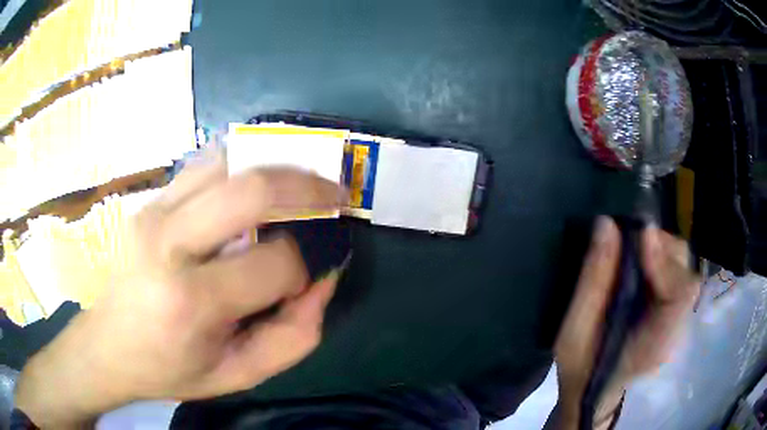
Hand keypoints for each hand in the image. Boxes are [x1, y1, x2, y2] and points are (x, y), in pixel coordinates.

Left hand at [15, 153, 345, 427]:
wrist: (107, 345)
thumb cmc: (170, 368)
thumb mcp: (238, 375)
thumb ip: (293, 337)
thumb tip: (323, 280)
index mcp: (190, 302)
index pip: (274, 264)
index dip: (303, 270)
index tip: (303, 282)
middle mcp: (168, 244)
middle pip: (251, 189)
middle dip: (306, 189)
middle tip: (334, 195)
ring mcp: (154, 212)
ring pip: (228, 162)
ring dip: (276, 167)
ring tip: (301, 184)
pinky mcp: (149, 201)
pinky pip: (204, 163)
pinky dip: (241, 162)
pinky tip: (255, 180)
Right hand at [552, 217, 699, 427]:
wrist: (594, 391)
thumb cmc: (581, 368)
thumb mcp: (574, 332)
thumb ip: (593, 281)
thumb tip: (606, 224)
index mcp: (653, 345)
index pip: (680, 296)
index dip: (665, 261)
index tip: (641, 235)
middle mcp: (675, 330)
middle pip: (685, 274)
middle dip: (661, 247)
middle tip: (629, 237)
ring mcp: (678, 321)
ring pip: (683, 269)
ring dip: (661, 249)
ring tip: (632, 248)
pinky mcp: (674, 311)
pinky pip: (676, 273)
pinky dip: (660, 257)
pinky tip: (640, 261)